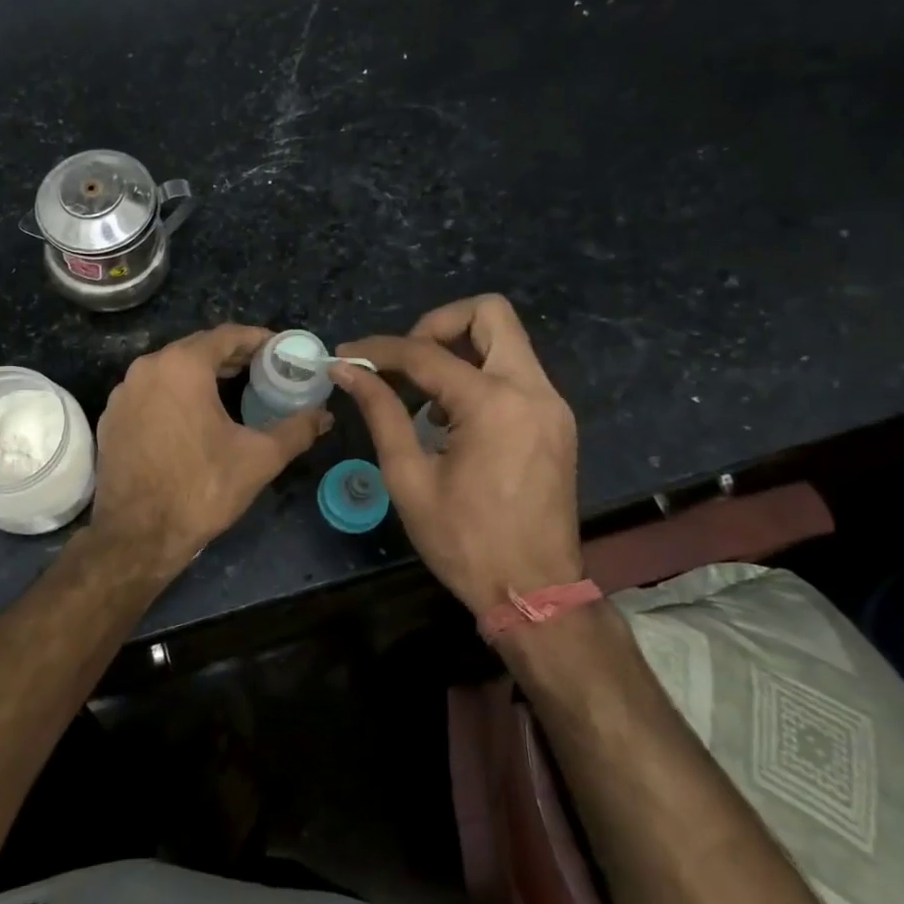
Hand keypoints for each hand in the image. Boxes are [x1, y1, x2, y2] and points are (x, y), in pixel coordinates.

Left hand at [92, 325, 332, 575]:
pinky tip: (194, 418)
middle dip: (232, 357)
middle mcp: (147, 368)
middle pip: (197, 349)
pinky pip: (151, 392)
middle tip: (263, 371)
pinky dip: (176, 395)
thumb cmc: (201, 488)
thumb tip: (324, 415)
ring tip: (233, 392)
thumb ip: (296, 429)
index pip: (227, 335)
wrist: (137, 535)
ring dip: (203, 375)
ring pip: (171, 370)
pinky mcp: (112, 417)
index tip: (280, 350)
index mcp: (182, 366)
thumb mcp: (259, 458)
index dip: (258, 339)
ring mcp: (124, 393)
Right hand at [332, 295, 581, 614]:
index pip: (425, 354)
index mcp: (493, 404)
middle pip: (490, 313)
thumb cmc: (463, 541)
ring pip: (506, 340)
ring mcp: (551, 404)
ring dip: (459, 351)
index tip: (347, 356)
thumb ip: (381, 412)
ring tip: (422, 396)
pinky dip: (479, 375)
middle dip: (437, 325)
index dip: (378, 350)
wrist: (533, 591)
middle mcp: (532, 389)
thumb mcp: (409, 477)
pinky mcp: (556, 421)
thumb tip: (347, 370)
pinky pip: (515, 372)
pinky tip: (451, 418)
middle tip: (404, 361)